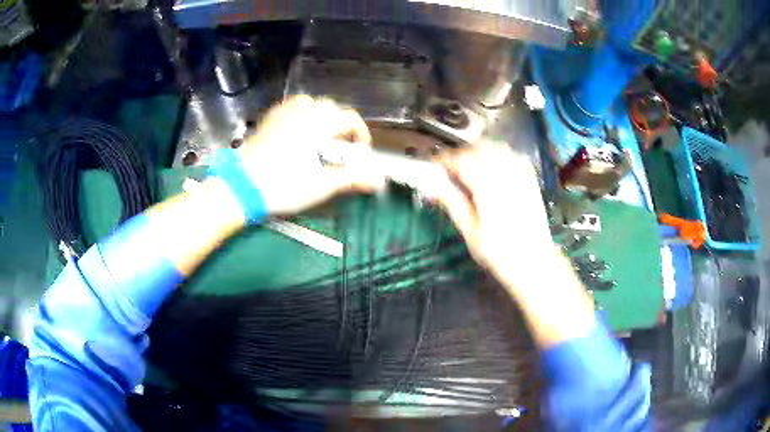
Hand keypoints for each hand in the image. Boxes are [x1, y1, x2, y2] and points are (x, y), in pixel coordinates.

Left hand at [239, 96, 385, 214]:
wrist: (241, 187)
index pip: (349, 118)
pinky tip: (296, 131)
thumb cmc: (283, 186)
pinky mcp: (267, 122)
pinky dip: (299, 114)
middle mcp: (301, 112)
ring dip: (320, 116)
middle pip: (330, 108)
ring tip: (318, 136)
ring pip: (308, 103)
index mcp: (317, 124)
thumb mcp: (320, 185)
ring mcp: (281, 115)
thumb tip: (377, 180)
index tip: (359, 152)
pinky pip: (289, 108)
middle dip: (340, 125)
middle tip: (339, 148)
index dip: (360, 133)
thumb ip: (351, 178)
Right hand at [434, 144, 556, 286]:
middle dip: (462, 155)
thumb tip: (432, 184)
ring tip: (471, 168)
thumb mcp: (470, 232)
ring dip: (480, 152)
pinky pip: (513, 155)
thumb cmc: (500, 253)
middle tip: (452, 171)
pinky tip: (494, 169)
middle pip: (479, 149)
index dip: (444, 160)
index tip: (434, 167)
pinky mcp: (531, 179)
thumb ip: (453, 203)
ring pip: (497, 148)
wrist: (535, 262)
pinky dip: (500, 155)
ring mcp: (521, 175)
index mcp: (488, 188)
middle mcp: (506, 175)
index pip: (461, 160)